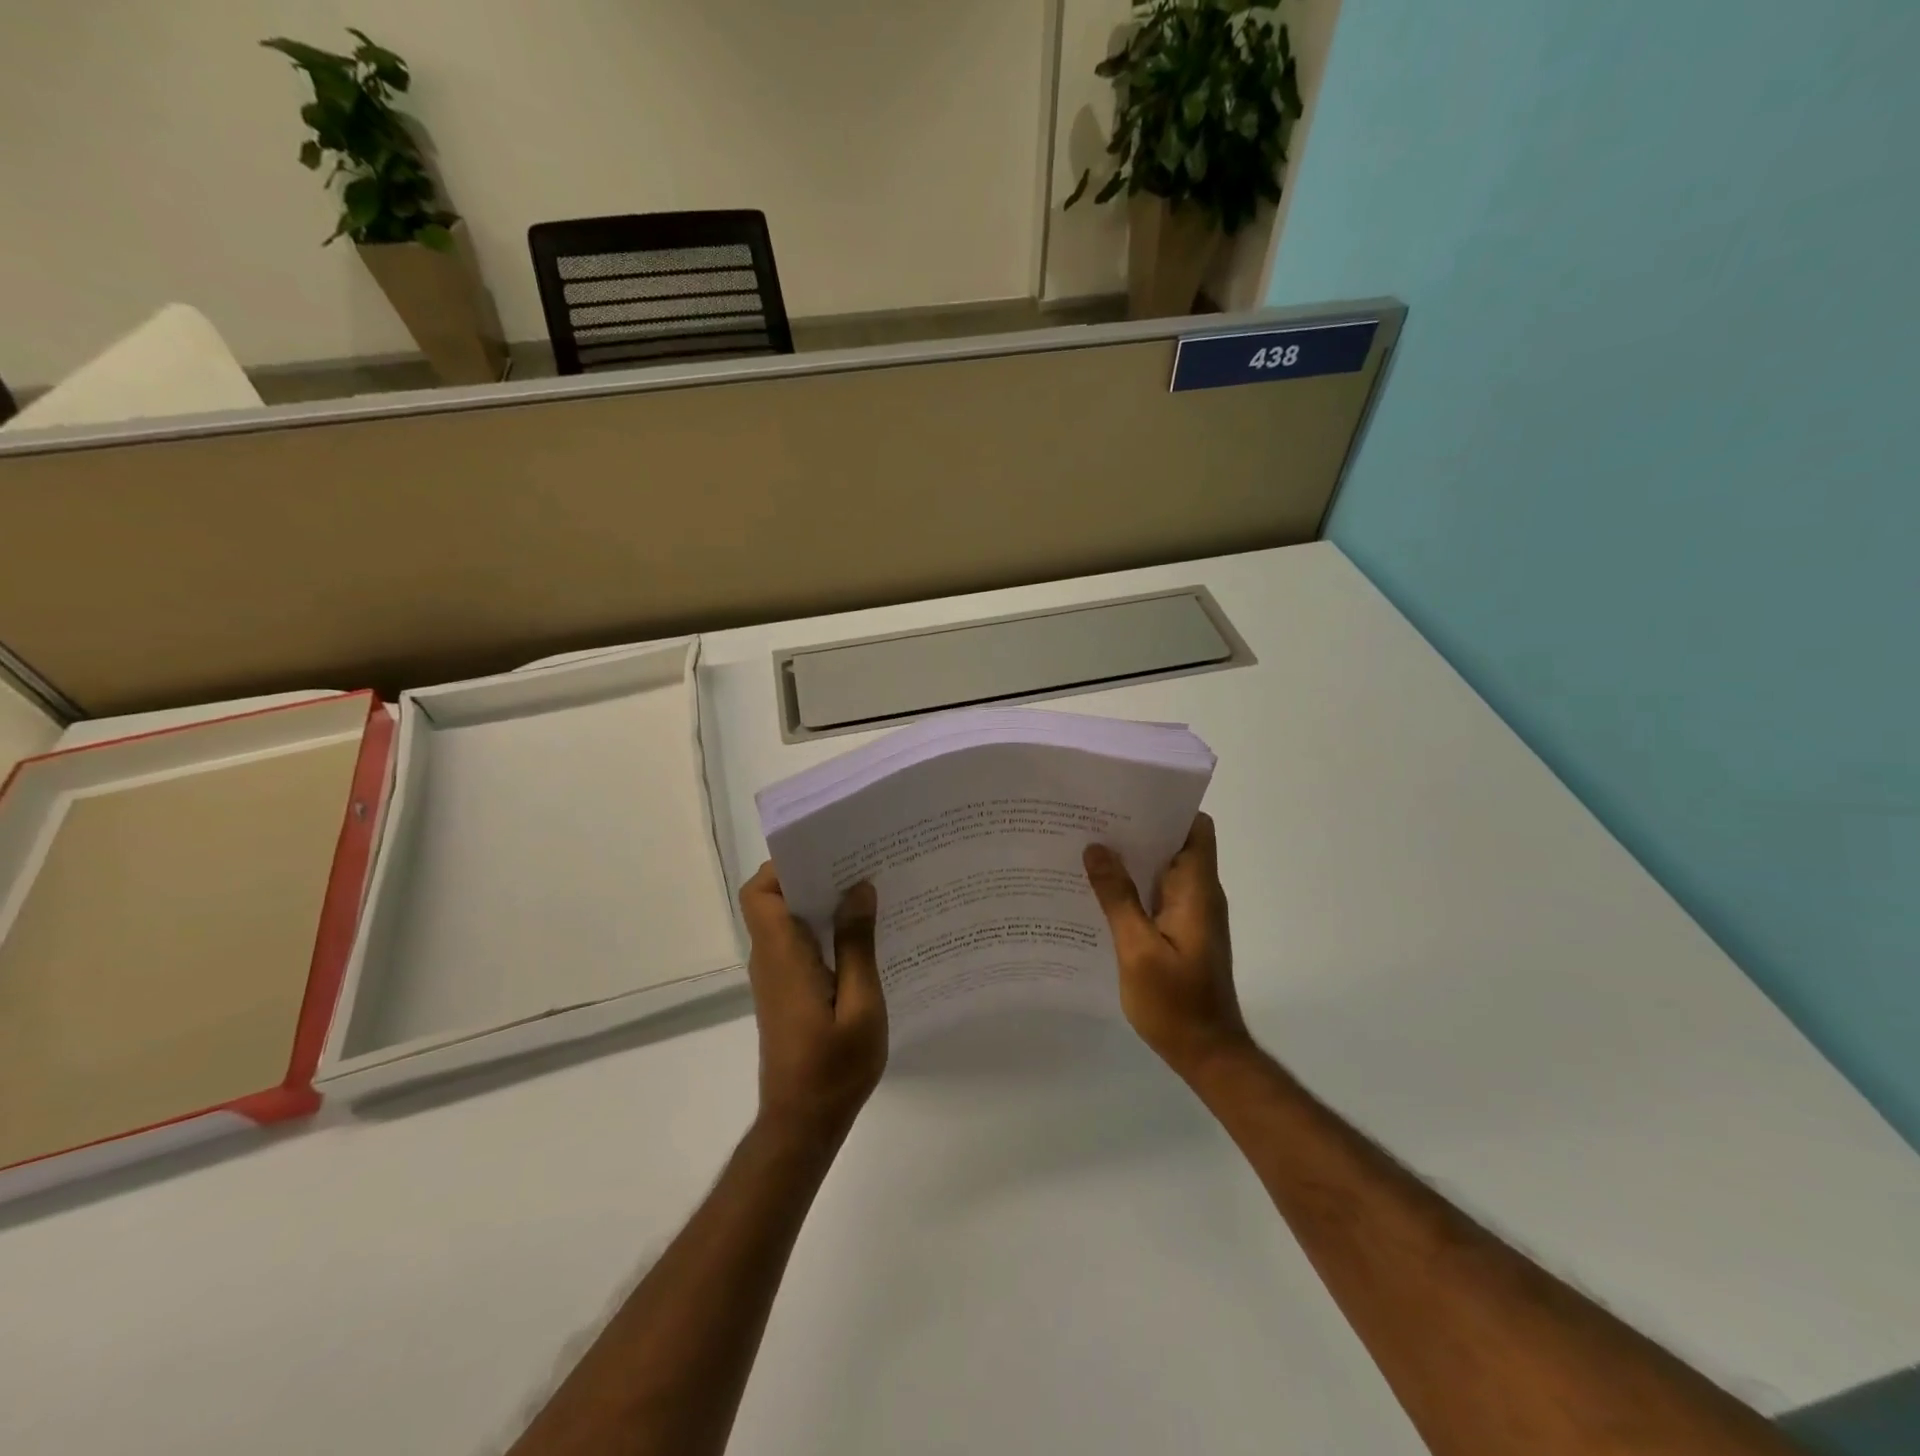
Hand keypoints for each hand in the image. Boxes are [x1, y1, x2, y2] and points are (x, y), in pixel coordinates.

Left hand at [738, 864, 887, 1144]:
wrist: (803, 1125)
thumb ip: (857, 945)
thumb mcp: (860, 1005)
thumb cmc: (834, 1068)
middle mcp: (771, 960)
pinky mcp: (787, 992)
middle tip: (860, 863)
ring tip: (868, 889)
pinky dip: (823, 928)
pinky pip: (798, 943)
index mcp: (783, 956)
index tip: (828, 851)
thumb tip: (858, 889)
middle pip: (774, 899)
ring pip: (787, 920)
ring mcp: (776, 977)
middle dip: (812, 875)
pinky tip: (862, 933)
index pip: (761, 893)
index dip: (785, 865)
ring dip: (820, 900)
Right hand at [1084, 813, 1249, 1078]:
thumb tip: (1097, 848)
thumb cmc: (1175, 1003)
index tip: (1127, 799)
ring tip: (1087, 849)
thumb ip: (1118, 897)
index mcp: (1197, 891)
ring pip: (1163, 869)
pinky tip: (1099, 892)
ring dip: (1132, 859)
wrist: (1207, 1053)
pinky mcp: (1182, 932)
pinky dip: (1133, 886)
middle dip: (1138, 829)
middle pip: (1176, 844)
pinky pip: (1157, 895)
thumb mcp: (1138, 949)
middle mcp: (1199, 895)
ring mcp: (1192, 915)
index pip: (1196, 829)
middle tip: (1092, 820)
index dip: (1168, 808)